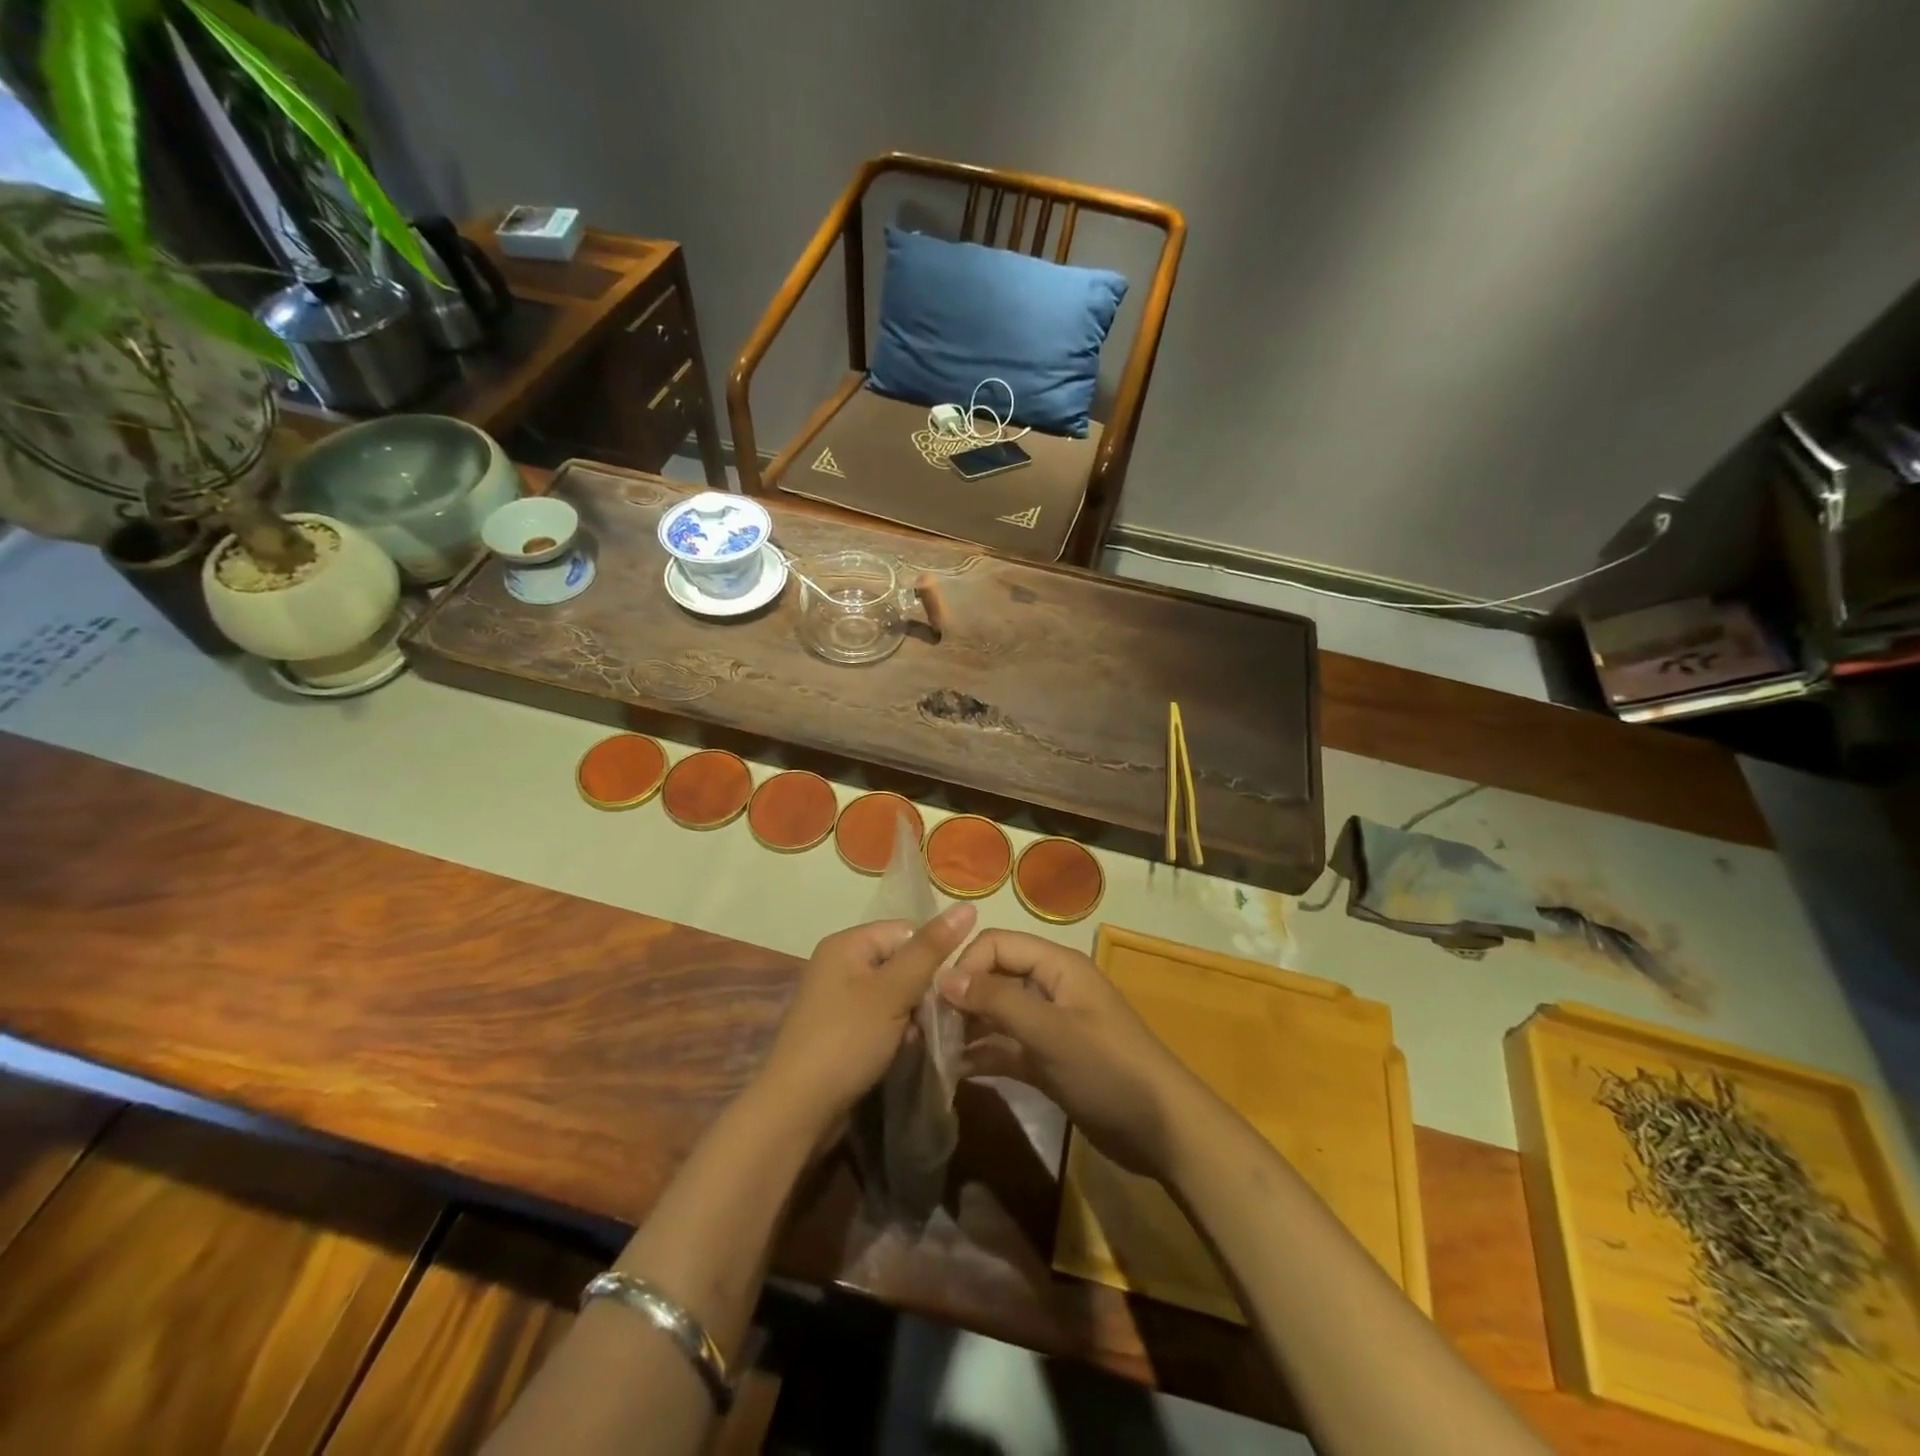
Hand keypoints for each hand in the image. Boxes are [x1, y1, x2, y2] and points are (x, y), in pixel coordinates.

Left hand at [758, 903, 977, 1134]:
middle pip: (900, 962)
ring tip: (920, 1037)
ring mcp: (837, 999)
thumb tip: (967, 905)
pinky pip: (879, 1018)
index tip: (948, 987)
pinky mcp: (839, 1030)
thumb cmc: (847, 1040)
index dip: (931, 956)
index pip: (906, 931)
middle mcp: (839, 963)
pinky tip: (903, 1050)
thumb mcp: (894, 991)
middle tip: (936, 1018)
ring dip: (912, 1014)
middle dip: (922, 989)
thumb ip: (931, 950)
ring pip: (893, 993)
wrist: (797, 1110)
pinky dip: (895, 1031)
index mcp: (847, 943)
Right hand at [940, 931, 1204, 1178]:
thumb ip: (998, 1001)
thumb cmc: (1109, 1070)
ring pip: (997, 1013)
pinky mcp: (1048, 1060)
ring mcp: (1049, 1025)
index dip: (966, 965)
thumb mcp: (1051, 1032)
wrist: (1163, 1131)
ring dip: (967, 1027)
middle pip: (994, 976)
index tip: (938, 1003)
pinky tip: (955, 1072)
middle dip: (962, 997)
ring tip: (934, 1052)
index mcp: (1057, 966)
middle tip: (928, 1030)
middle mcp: (1050, 987)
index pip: (997, 944)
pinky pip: (1006, 1047)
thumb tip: (944, 977)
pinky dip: (983, 1054)